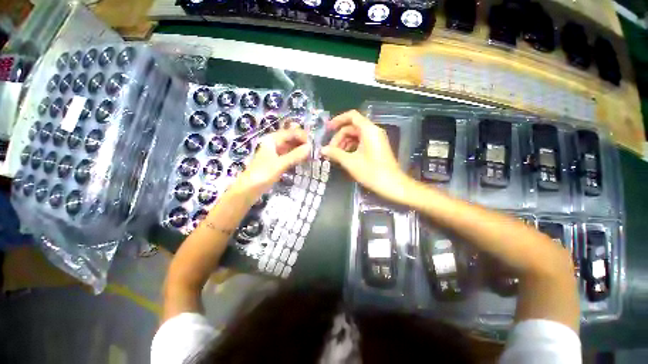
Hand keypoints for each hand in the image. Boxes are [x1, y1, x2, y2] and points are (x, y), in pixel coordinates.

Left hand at [230, 126, 310, 199]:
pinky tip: (305, 160)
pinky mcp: (278, 161)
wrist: (248, 189)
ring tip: (312, 156)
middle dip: (303, 143)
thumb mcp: (280, 164)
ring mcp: (276, 152)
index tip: (313, 145)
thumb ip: (295, 155)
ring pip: (292, 147)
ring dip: (301, 150)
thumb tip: (310, 147)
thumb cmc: (262, 175)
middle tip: (315, 151)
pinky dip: (298, 157)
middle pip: (292, 138)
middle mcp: (275, 143)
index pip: (291, 132)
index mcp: (273, 139)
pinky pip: (290, 155)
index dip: (303, 137)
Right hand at [321, 110, 412, 203]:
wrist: (391, 184)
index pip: (352, 116)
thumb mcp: (350, 162)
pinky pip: (361, 142)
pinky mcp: (376, 147)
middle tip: (330, 150)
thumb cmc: (371, 172)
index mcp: (368, 130)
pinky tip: (345, 157)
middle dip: (339, 137)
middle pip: (352, 127)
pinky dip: (351, 147)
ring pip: (356, 135)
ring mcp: (376, 139)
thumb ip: (335, 153)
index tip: (327, 129)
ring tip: (336, 156)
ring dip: (344, 143)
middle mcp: (373, 131)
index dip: (338, 120)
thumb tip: (322, 149)